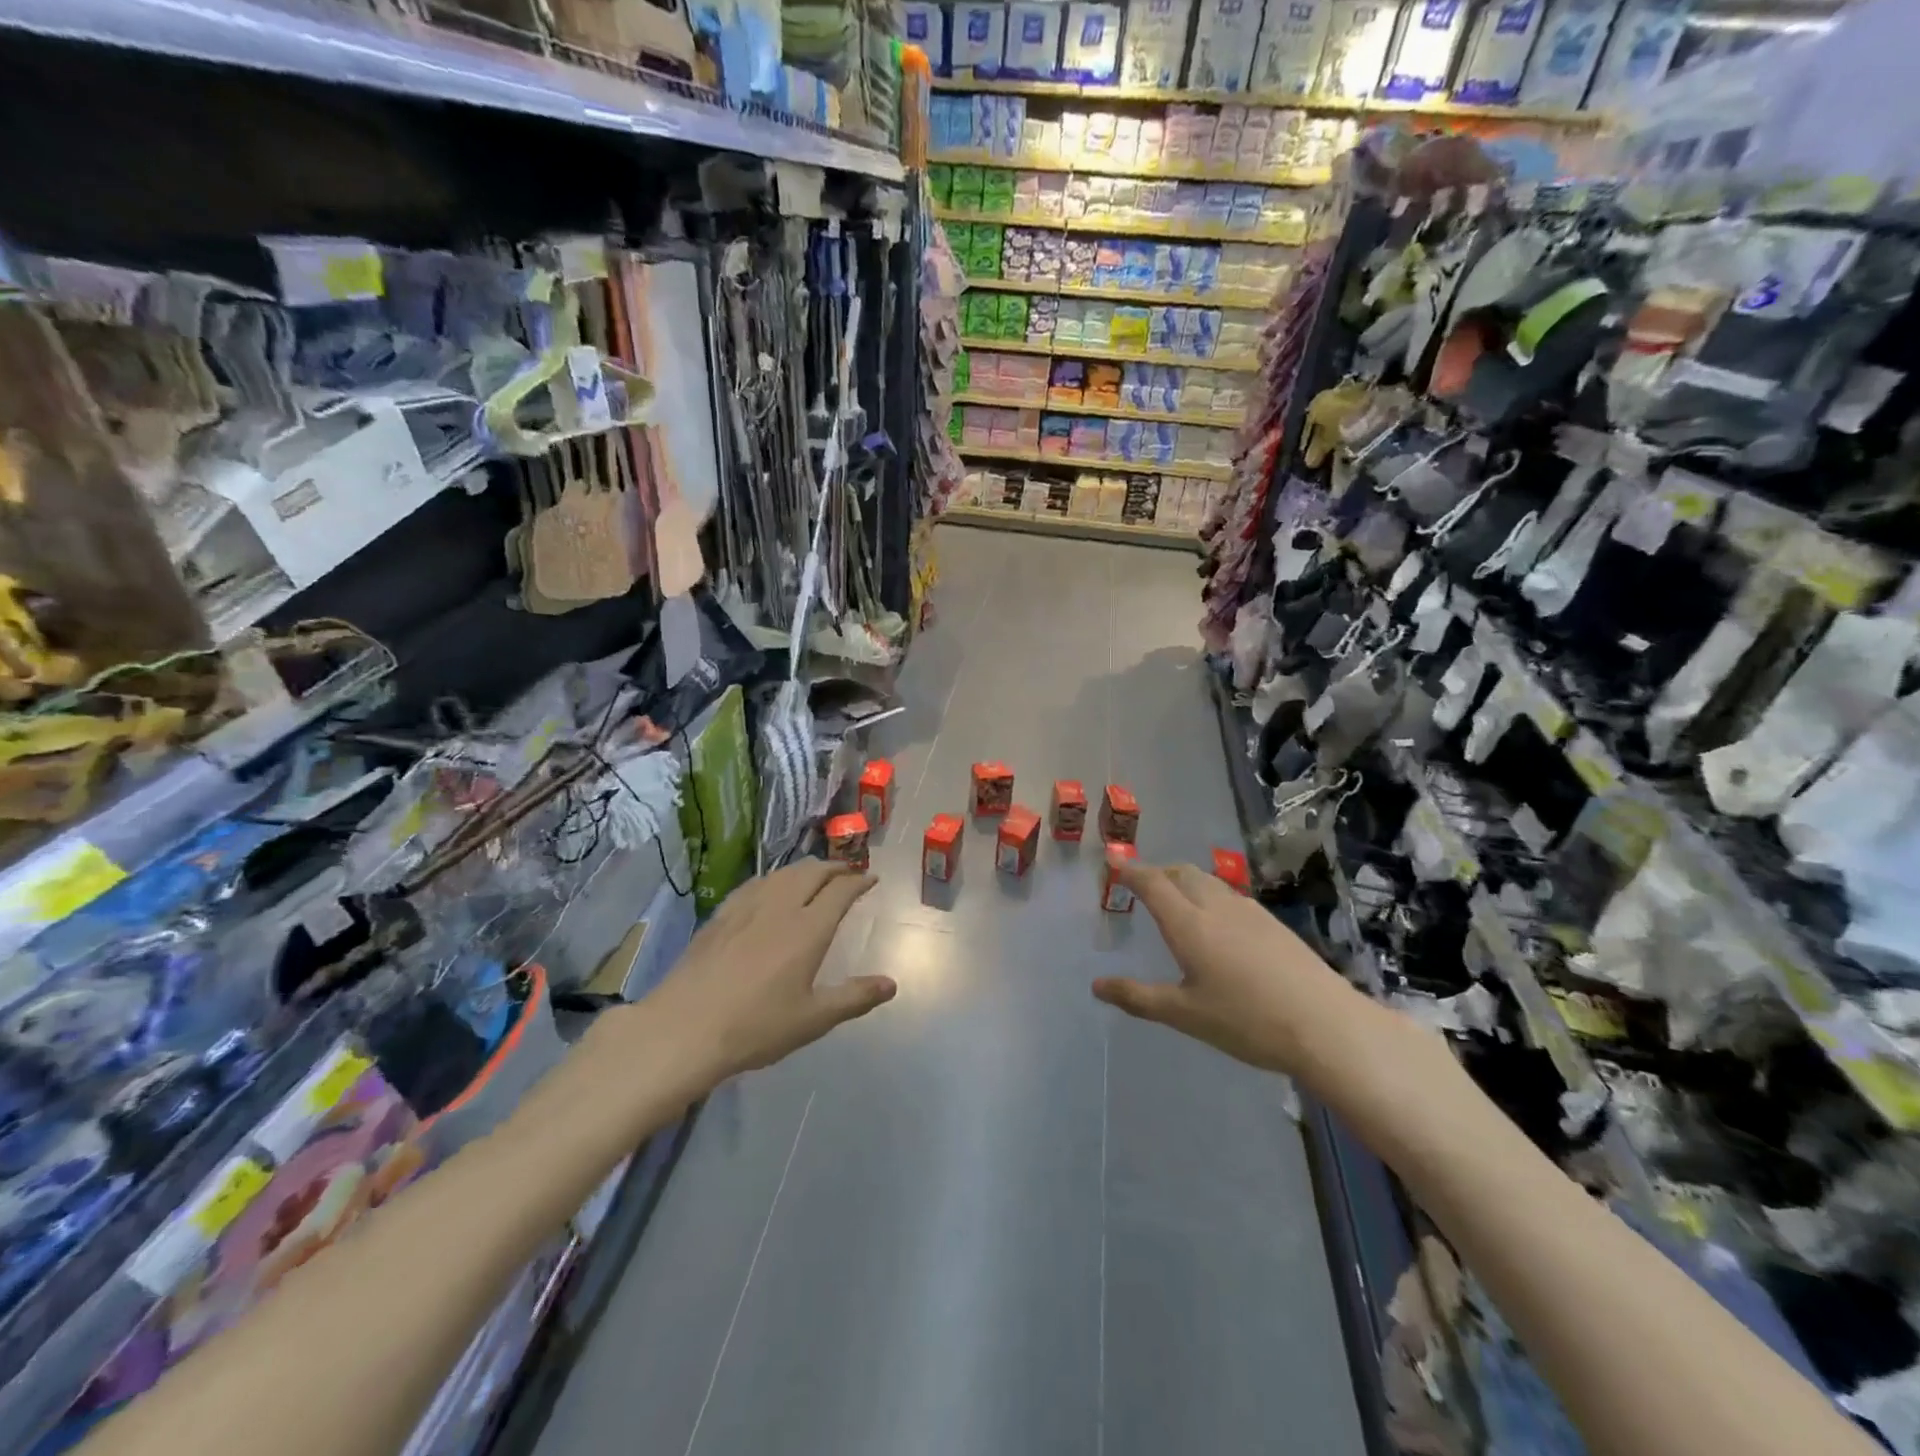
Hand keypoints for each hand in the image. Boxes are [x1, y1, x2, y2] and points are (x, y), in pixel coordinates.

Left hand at [640, 860, 893, 1088]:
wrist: (683, 1029)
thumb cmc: (755, 1027)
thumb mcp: (813, 1020)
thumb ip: (854, 998)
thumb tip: (891, 984)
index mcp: (808, 929)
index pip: (840, 891)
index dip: (859, 881)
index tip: (871, 878)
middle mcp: (780, 907)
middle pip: (812, 872)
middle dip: (834, 867)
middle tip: (847, 871)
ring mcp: (746, 908)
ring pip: (782, 874)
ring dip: (805, 869)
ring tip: (814, 875)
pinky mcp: (720, 916)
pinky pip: (754, 884)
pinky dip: (774, 879)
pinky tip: (769, 888)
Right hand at [1091, 859, 1378, 1081]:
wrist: (1326, 1025)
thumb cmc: (1246, 1020)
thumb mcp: (1185, 1014)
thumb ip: (1138, 997)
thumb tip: (1096, 986)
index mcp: (1189, 924)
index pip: (1153, 883)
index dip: (1131, 872)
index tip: (1115, 866)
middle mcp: (1216, 907)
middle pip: (1182, 873)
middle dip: (1158, 872)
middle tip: (1143, 885)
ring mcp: (1249, 912)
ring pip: (1209, 881)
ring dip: (1185, 880)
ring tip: (1177, 900)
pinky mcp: (1273, 923)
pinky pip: (1230, 895)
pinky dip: (1210, 895)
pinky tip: (1218, 923)